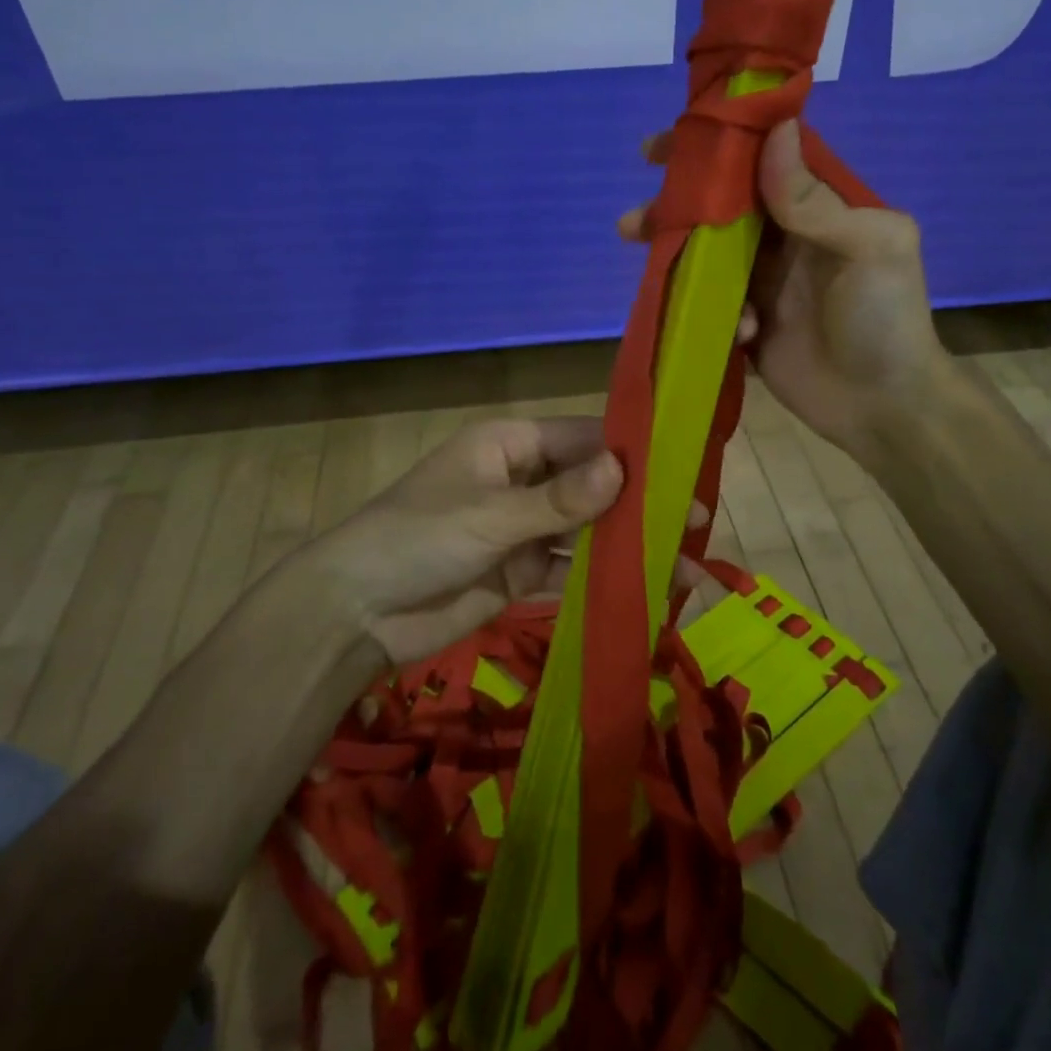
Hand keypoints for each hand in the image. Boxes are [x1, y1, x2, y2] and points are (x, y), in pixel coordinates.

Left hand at [305, 418, 699, 665]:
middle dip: (637, 503)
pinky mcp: (519, 574)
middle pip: (590, 486)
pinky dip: (602, 581)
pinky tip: (644, 591)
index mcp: (509, 446)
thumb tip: (622, 469)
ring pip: (586, 532)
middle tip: (694, 521)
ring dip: (627, 546)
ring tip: (682, 564)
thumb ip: (558, 500)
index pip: (580, 438)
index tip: (681, 467)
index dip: (629, 451)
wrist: (356, 613)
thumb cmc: (418, 538)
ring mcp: (522, 530)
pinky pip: (569, 571)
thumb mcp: (490, 515)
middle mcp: (521, 481)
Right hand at [620, 120, 946, 466]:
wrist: (881, 406)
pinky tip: (742, 333)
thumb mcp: (869, 248)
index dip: (719, 146)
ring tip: (639, 253)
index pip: (763, 160)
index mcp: (820, 208)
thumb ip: (816, 200)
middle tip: (636, 216)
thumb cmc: (885, 319)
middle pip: (723, 208)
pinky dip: (712, 312)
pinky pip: (712, 304)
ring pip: (707, 253)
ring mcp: (764, 282)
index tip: (670, 144)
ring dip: (674, 253)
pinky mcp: (747, 323)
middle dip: (677, 205)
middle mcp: (786, 237)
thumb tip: (776, 130)